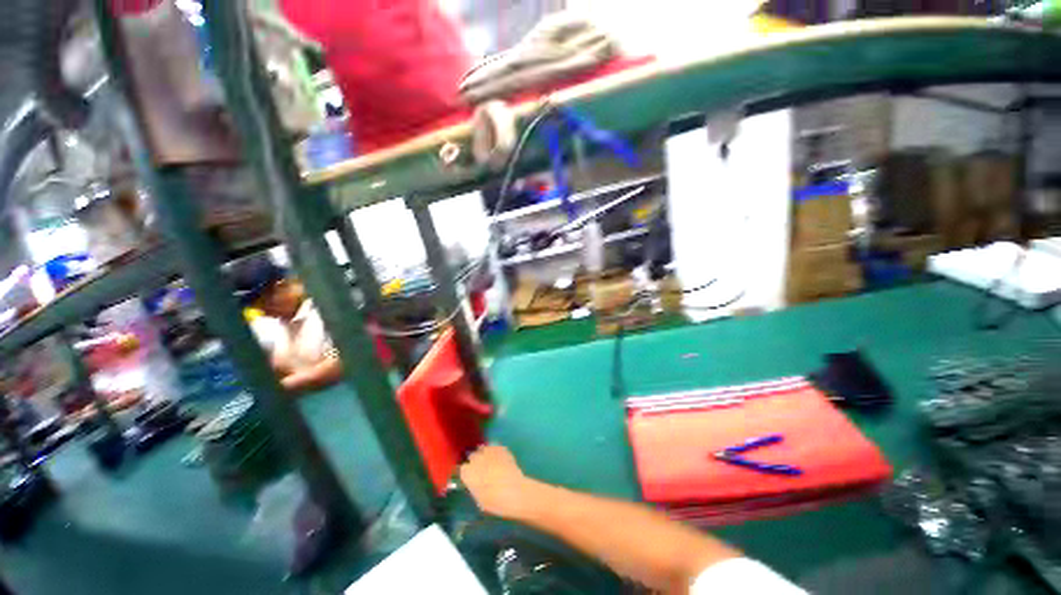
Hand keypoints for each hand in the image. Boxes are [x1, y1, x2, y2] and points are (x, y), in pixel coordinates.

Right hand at [459, 445, 535, 520]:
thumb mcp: (479, 499)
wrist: (514, 491)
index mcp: (467, 473)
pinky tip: (500, 459)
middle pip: (472, 456)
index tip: (471, 477)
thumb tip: (474, 482)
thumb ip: (474, 486)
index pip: (462, 468)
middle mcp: (476, 459)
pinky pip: (494, 447)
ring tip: (490, 461)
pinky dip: (495, 452)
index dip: (468, 472)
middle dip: (475, 461)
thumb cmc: (495, 501)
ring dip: (484, 454)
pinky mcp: (500, 448)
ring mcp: (489, 451)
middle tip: (481, 469)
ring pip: (483, 449)